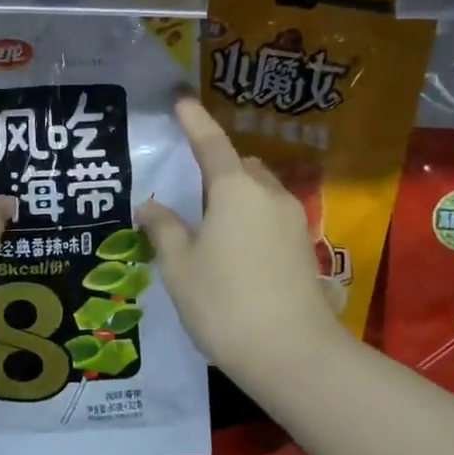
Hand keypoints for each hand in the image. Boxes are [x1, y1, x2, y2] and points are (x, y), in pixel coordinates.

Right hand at [140, 96, 332, 366]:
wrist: (292, 355)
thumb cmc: (224, 303)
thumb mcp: (179, 265)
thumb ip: (163, 228)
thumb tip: (149, 205)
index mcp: (235, 189)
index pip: (210, 143)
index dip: (194, 120)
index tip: (181, 99)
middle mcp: (268, 194)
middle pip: (240, 165)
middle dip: (217, 166)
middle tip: (189, 189)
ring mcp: (292, 220)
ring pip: (259, 191)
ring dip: (235, 194)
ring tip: (209, 223)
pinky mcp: (303, 247)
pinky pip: (270, 215)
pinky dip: (250, 217)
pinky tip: (234, 248)